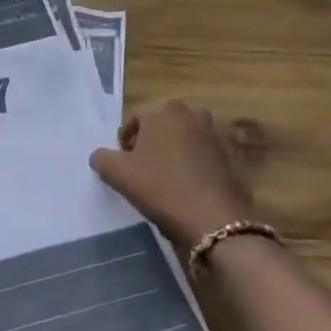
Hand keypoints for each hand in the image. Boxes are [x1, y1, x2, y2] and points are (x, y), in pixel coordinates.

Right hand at [89, 98, 253, 249]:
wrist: (214, 219)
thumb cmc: (160, 188)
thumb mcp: (117, 174)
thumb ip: (101, 158)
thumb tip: (102, 156)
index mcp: (162, 110)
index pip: (133, 121)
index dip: (124, 144)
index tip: (124, 166)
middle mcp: (190, 113)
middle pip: (159, 127)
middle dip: (148, 143)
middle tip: (141, 170)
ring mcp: (213, 133)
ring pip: (180, 139)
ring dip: (169, 153)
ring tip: (163, 179)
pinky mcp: (229, 154)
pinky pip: (199, 154)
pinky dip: (189, 164)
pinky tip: (184, 186)